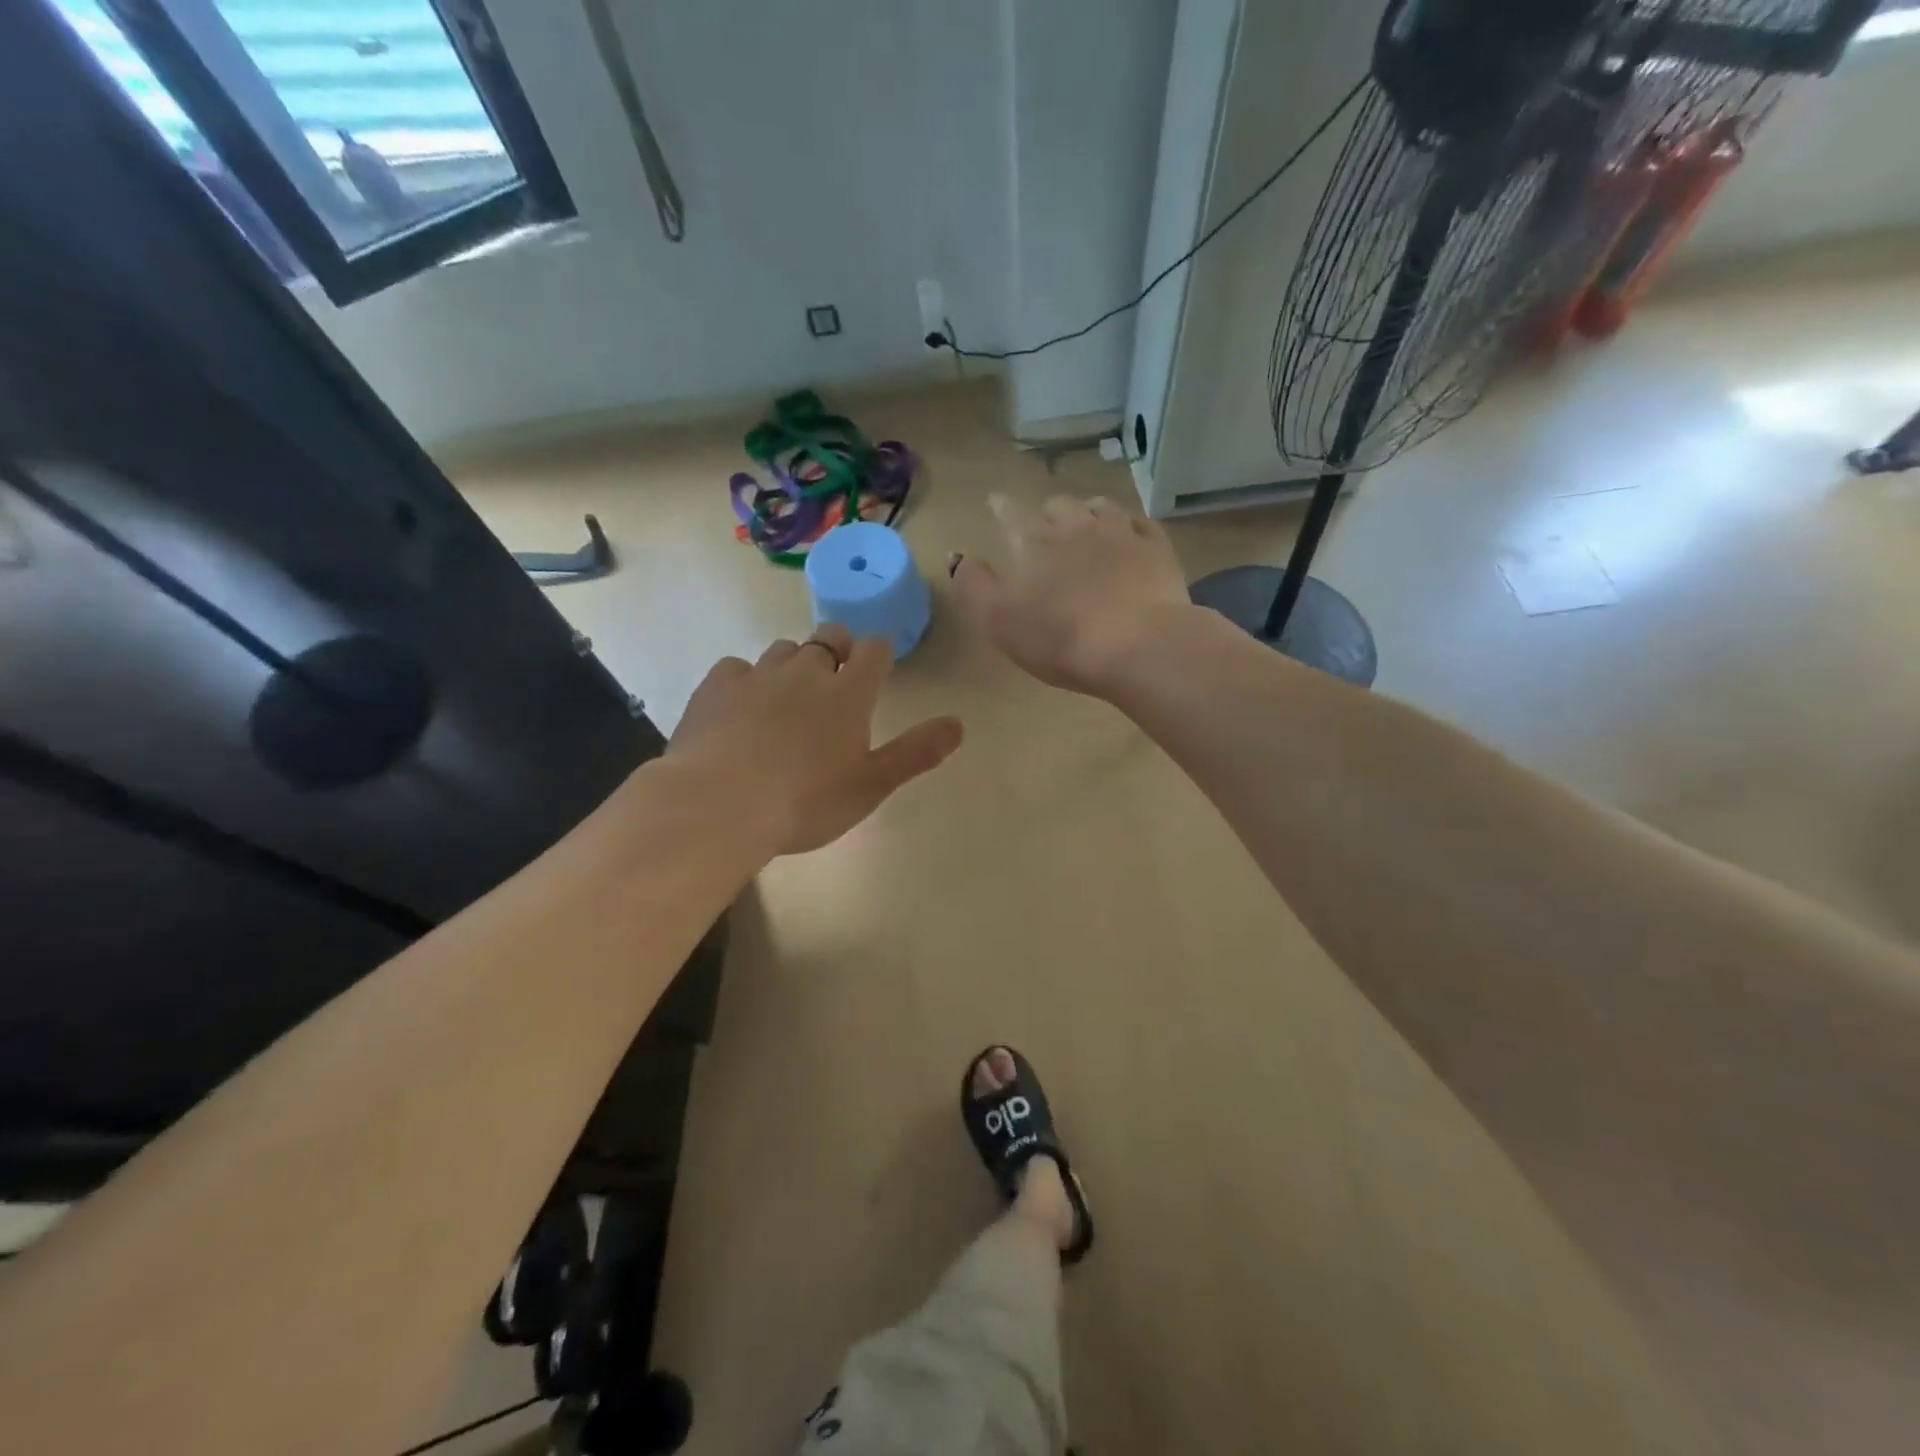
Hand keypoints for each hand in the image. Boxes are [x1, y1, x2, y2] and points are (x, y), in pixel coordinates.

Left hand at [667, 626, 963, 856]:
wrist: (719, 805)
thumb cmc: (806, 802)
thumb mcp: (871, 785)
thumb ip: (916, 752)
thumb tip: (959, 723)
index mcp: (848, 693)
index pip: (875, 651)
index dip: (879, 655)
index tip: (877, 668)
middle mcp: (806, 671)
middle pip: (829, 638)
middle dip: (838, 650)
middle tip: (836, 681)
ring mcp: (758, 674)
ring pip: (783, 649)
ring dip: (793, 663)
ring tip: (789, 697)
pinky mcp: (716, 686)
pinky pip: (737, 667)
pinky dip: (746, 679)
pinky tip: (741, 706)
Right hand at [953, 494, 1191, 695]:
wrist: (1138, 646)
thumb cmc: (1058, 637)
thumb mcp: (998, 619)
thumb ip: (973, 585)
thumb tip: (959, 556)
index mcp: (1033, 540)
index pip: (1010, 513)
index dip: (1000, 507)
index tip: (995, 502)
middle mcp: (1076, 524)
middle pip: (1057, 506)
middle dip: (1047, 514)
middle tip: (1044, 528)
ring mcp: (1121, 533)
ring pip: (1100, 508)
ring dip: (1087, 514)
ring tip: (1085, 525)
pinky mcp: (1157, 549)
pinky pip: (1139, 525)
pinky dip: (1128, 527)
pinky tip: (1128, 536)